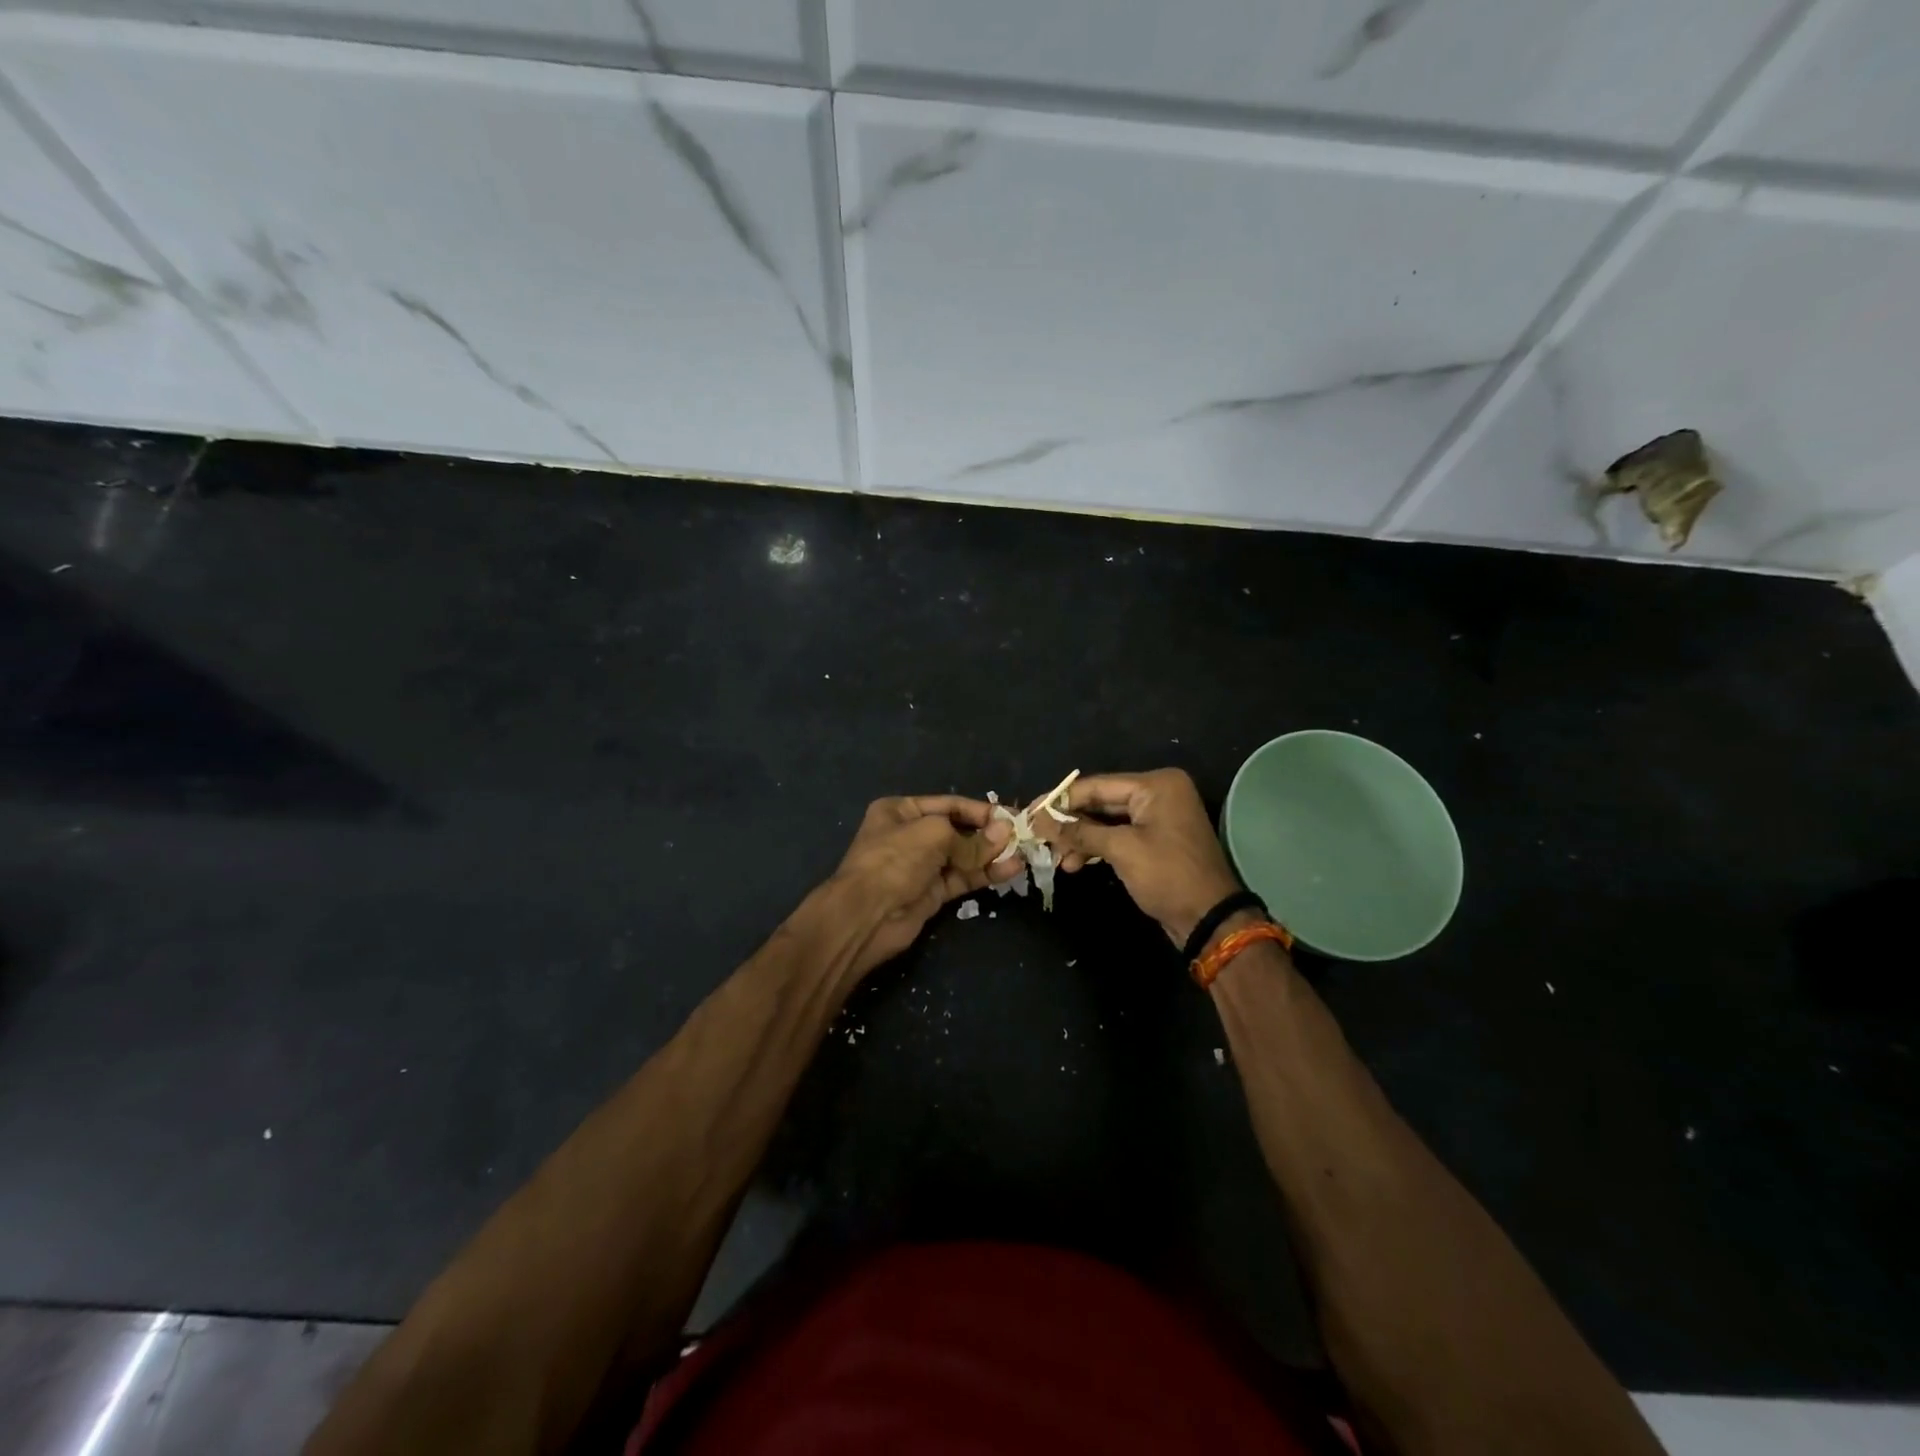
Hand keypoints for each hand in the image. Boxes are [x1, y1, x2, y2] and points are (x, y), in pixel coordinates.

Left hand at [830, 796, 1015, 975]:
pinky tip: (1010, 869)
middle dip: (988, 833)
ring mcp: (921, 866)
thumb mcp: (933, 834)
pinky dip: (985, 874)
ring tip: (1022, 853)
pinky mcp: (931, 893)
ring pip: (963, 856)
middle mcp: (910, 835)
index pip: (949, 804)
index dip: (980, 810)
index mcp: (901, 811)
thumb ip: (971, 836)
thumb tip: (1005, 832)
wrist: (865, 916)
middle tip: (1021, 836)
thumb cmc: (894, 860)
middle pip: (958, 830)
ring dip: (991, 854)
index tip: (1012, 815)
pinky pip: (963, 878)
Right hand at [1038, 769, 1241, 945]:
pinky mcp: (1155, 839)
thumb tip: (1039, 821)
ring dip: (1081, 839)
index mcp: (1156, 785)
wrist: (1210, 919)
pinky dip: (1097, 847)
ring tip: (1056, 859)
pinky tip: (1074, 863)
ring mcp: (1158, 816)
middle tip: (1038, 836)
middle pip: (1101, 802)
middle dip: (1070, 822)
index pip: (1097, 786)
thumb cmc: (1168, 876)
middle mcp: (1159, 793)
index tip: (1031, 812)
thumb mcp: (1121, 850)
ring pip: (1107, 821)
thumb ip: (1079, 832)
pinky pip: (1118, 835)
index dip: (1061, 800)